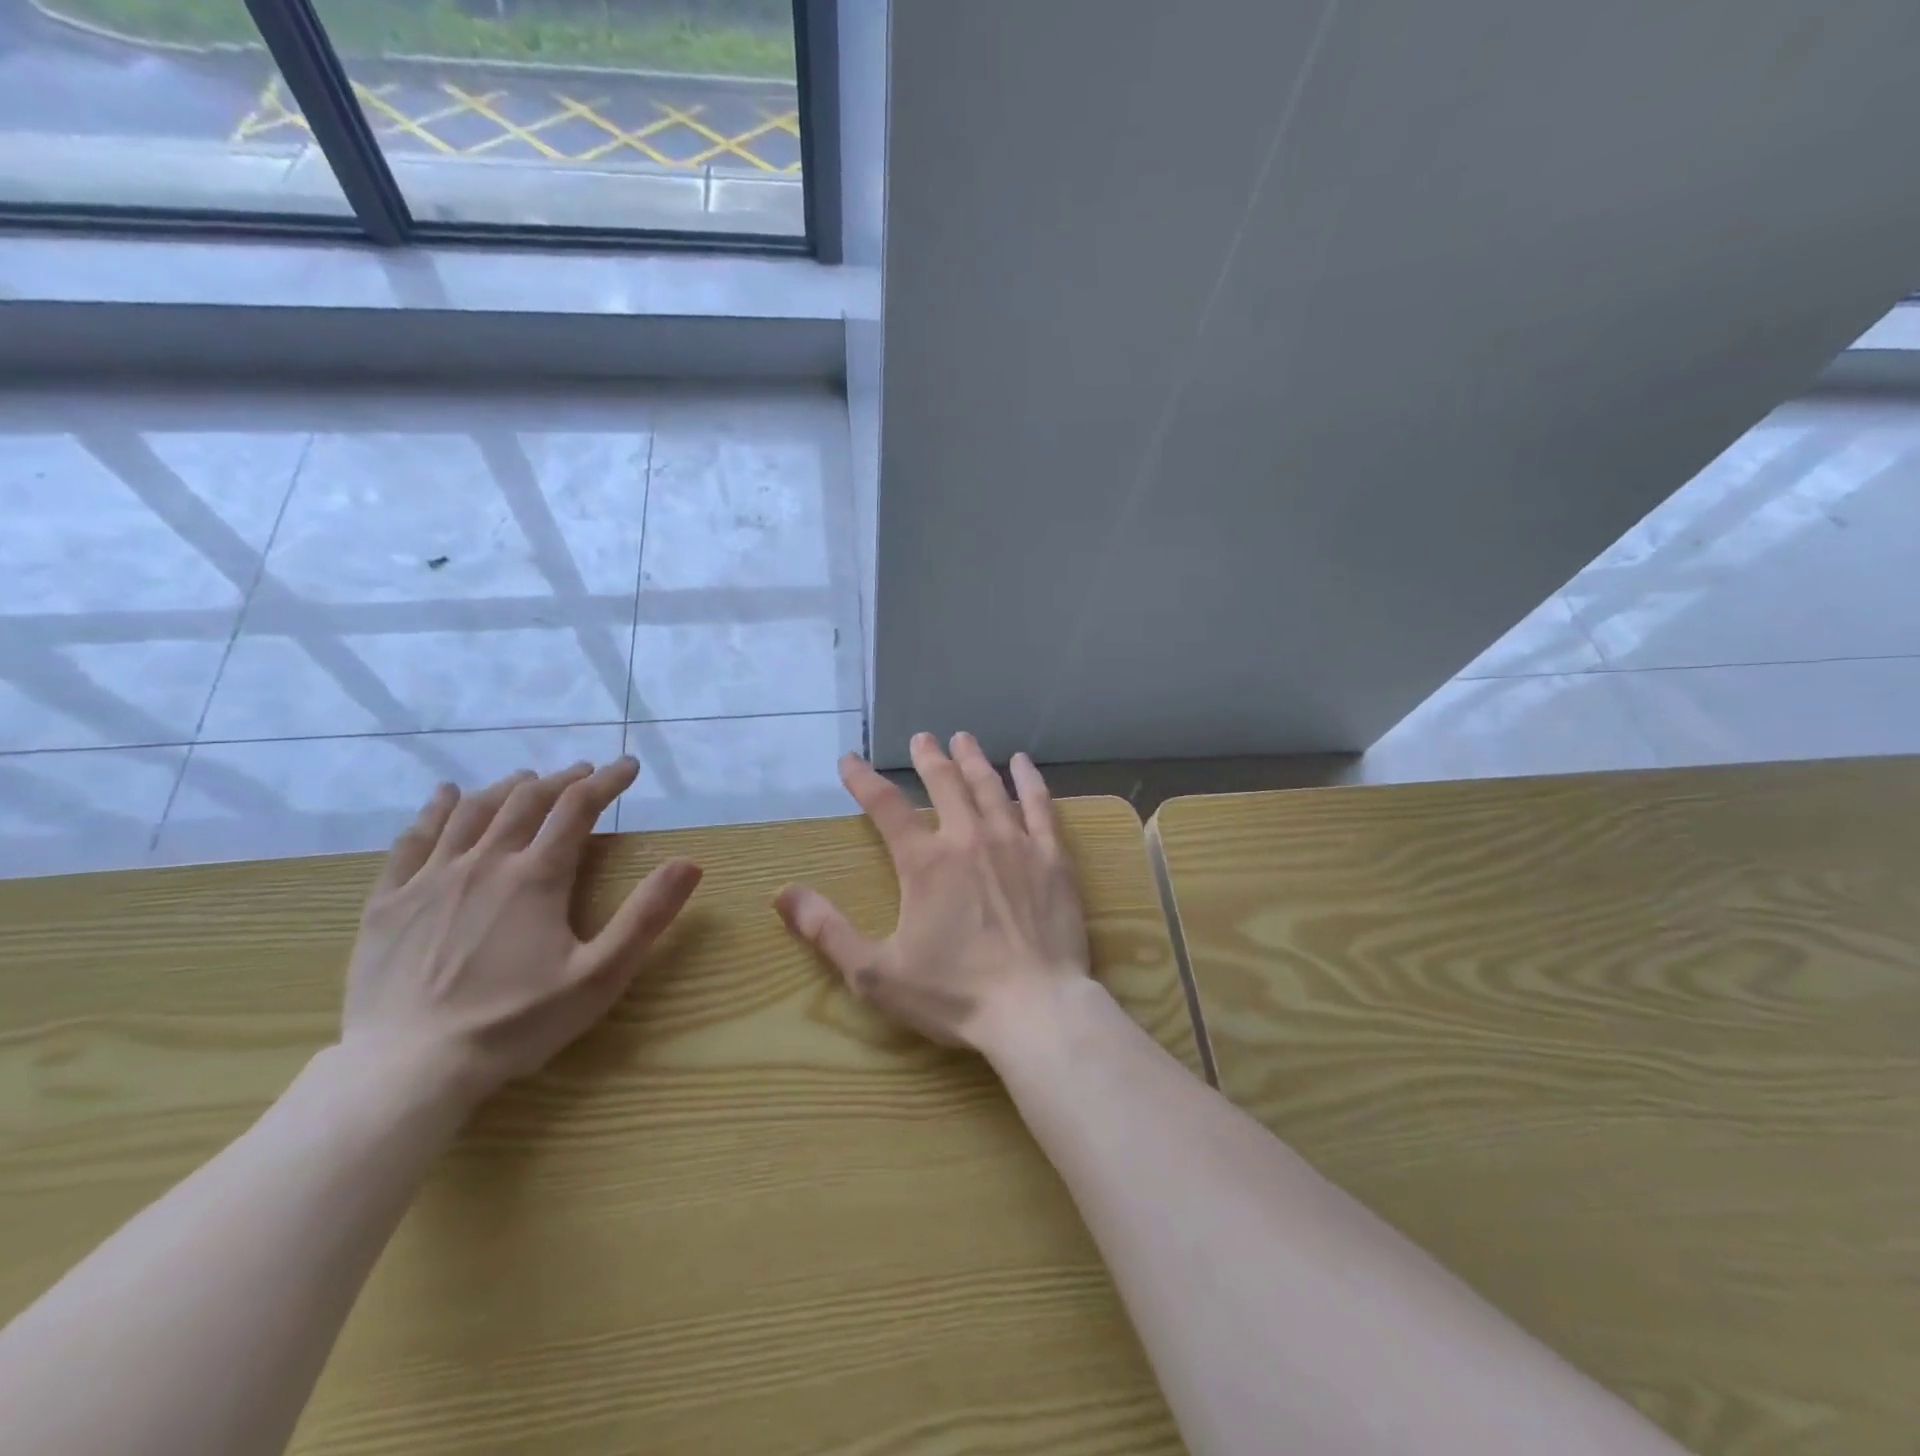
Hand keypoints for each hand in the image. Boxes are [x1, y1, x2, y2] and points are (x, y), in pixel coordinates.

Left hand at [342, 758, 701, 1110]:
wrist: (407, 1070)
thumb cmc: (514, 1024)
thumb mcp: (599, 976)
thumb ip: (647, 916)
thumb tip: (690, 863)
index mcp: (536, 876)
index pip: (578, 808)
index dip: (608, 781)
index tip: (629, 766)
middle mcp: (485, 862)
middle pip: (527, 801)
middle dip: (562, 780)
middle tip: (584, 773)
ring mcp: (430, 879)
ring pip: (472, 812)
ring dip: (506, 788)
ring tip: (527, 779)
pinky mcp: (389, 902)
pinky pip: (411, 840)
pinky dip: (434, 811)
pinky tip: (445, 796)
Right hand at [775, 731, 1089, 1051]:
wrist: (1035, 1009)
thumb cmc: (954, 994)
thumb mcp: (875, 973)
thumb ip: (827, 931)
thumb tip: (783, 894)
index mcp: (925, 863)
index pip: (885, 807)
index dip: (863, 780)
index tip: (849, 760)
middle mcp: (968, 839)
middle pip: (945, 784)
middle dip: (929, 758)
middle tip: (922, 737)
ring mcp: (1015, 844)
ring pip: (989, 787)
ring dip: (973, 760)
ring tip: (964, 738)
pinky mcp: (1052, 857)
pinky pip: (1041, 807)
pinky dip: (1030, 781)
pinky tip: (1024, 763)